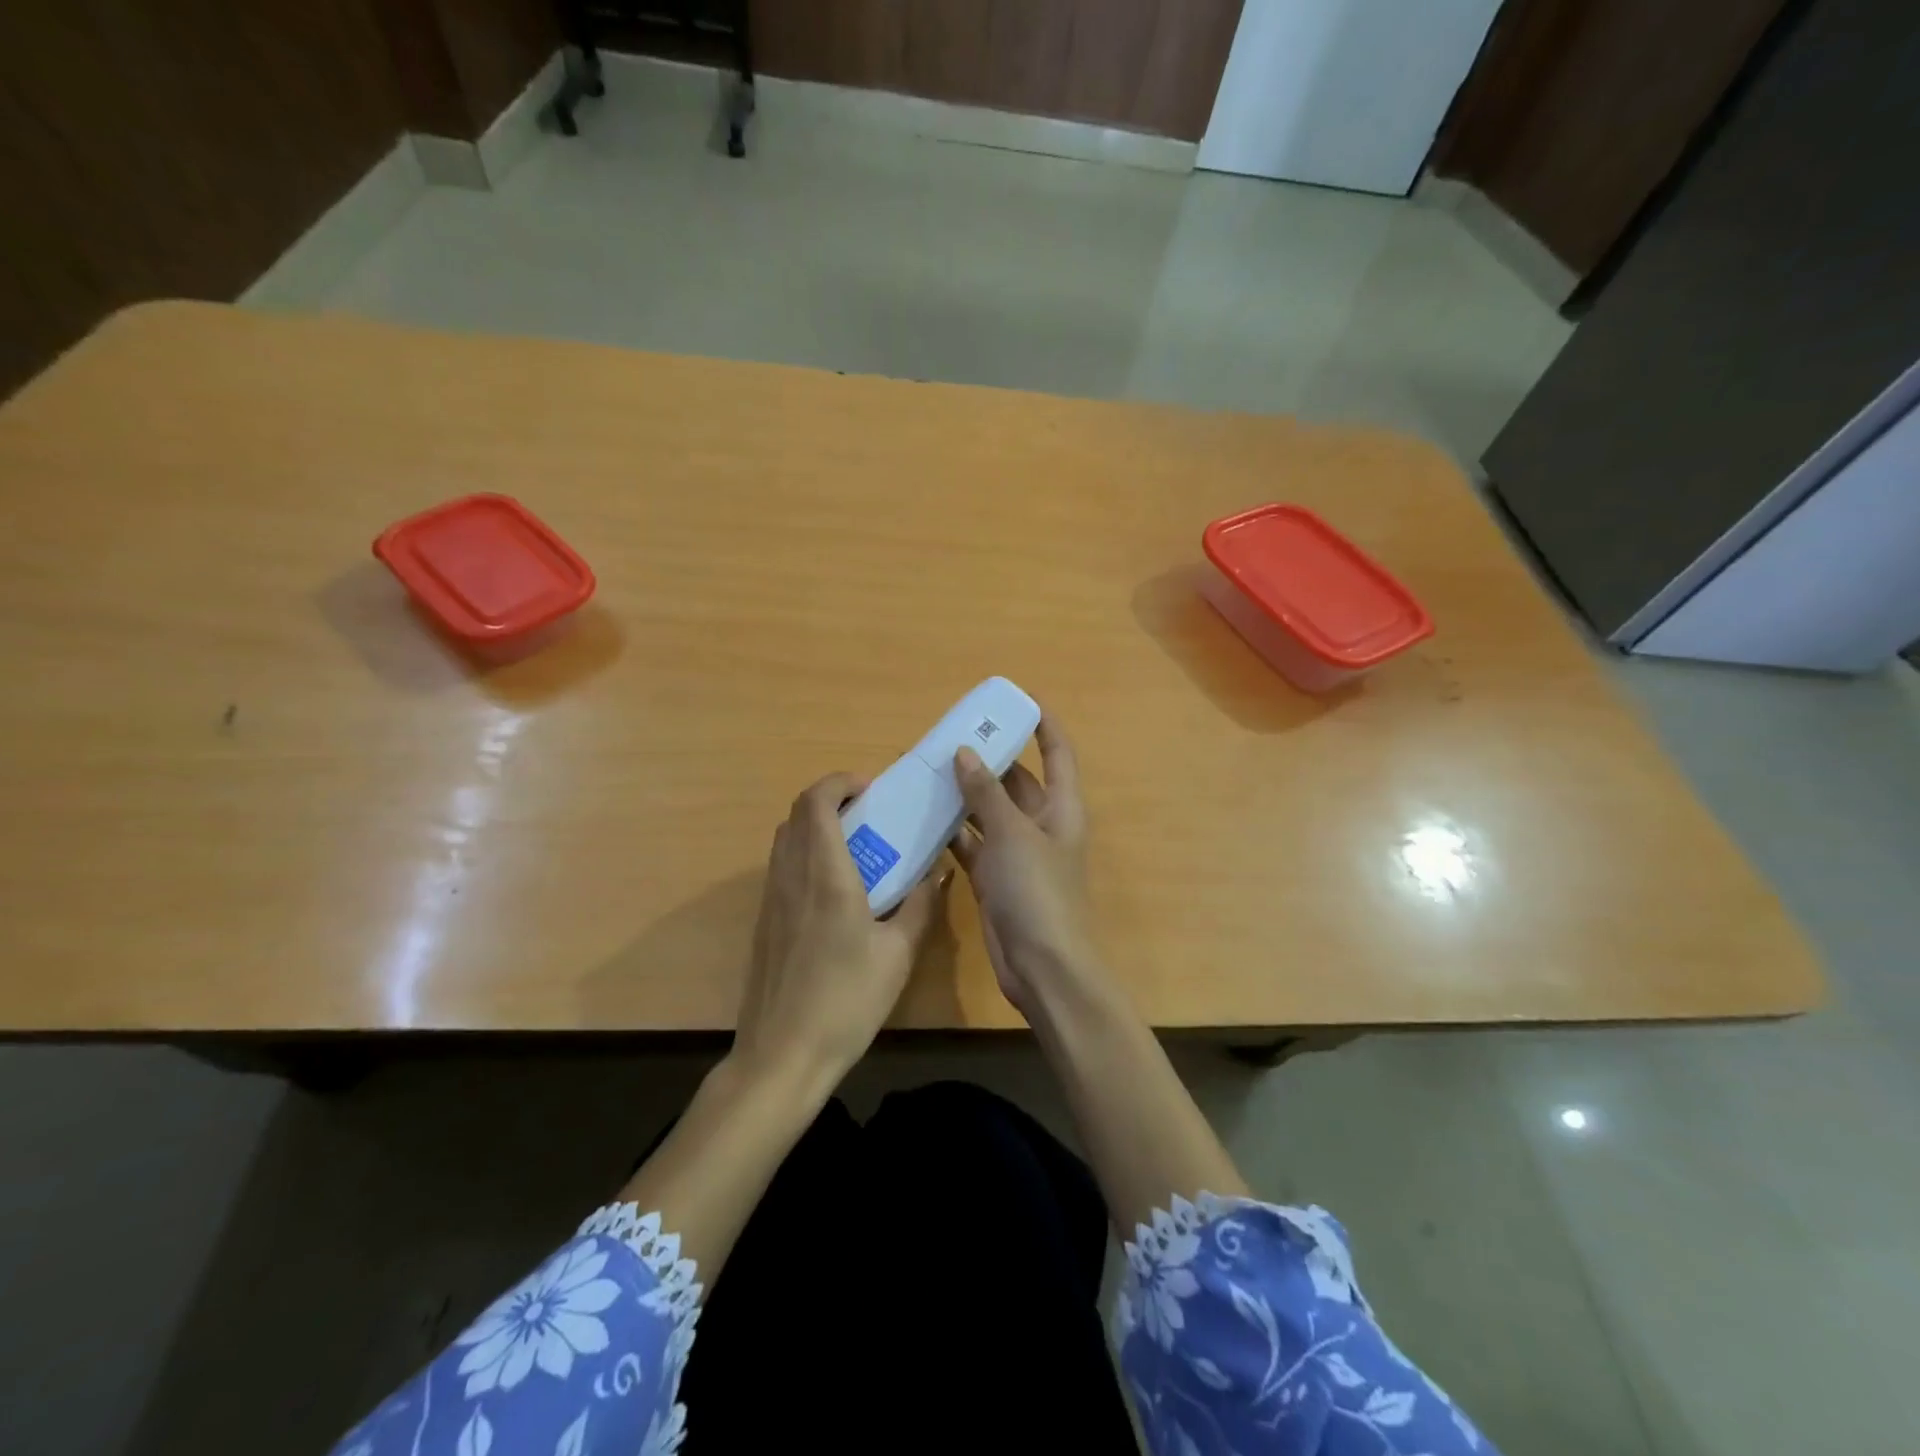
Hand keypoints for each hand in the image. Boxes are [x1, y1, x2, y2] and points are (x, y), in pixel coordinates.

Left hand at [732, 772, 946, 1088]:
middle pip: (796, 813)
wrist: (782, 1056)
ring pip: (785, 839)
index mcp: (825, 874)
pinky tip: (835, 891)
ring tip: (856, 848)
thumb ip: (920, 905)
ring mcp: (771, 899)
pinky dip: (805, 855)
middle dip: (830, 800)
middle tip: (869, 814)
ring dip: (815, 827)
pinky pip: (781, 867)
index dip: (840, 783)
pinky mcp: (764, 922)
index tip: (871, 790)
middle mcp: (790, 876)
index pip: (816, 802)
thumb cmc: (846, 1001)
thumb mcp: (898, 954)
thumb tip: (936, 872)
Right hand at [950, 717, 1100, 1017]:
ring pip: (988, 812)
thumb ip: (986, 793)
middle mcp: (1040, 825)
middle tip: (949, 737)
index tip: (1017, 699)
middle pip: (1016, 780)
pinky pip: (971, 844)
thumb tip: (964, 753)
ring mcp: (1016, 853)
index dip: (1043, 724)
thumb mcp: (1012, 834)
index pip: (1057, 753)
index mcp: (1060, 808)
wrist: (1042, 967)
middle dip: (988, 759)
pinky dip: (951, 832)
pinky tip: (923, 817)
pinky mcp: (994, 878)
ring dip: (964, 795)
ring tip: (928, 770)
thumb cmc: (1037, 891)